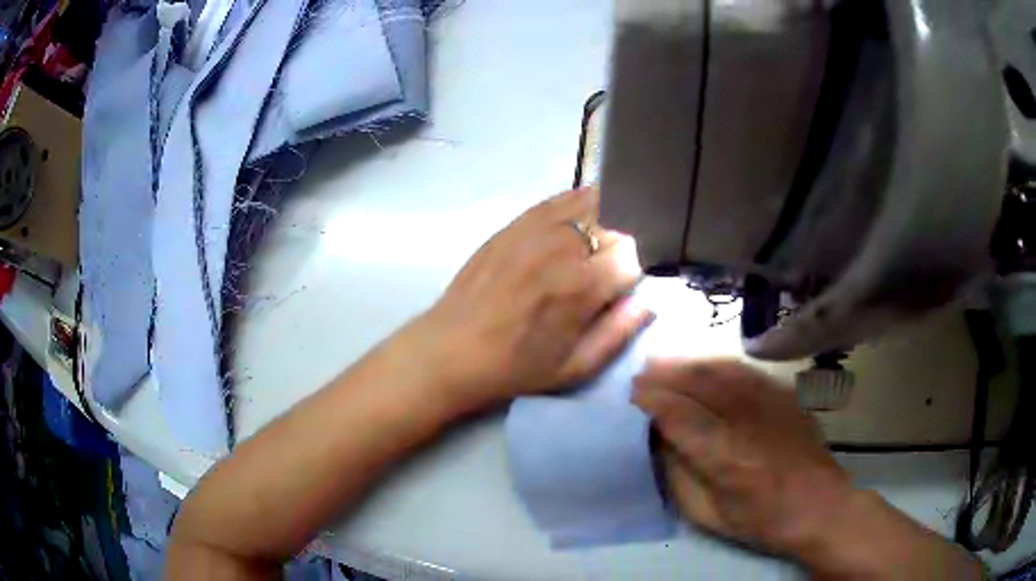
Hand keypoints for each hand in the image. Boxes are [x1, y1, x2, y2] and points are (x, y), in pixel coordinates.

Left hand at [409, 188, 649, 412]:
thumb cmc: (516, 367)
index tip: (622, 288)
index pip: (632, 256)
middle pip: (616, 224)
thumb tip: (648, 300)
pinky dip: (578, 203)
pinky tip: (578, 220)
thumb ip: (619, 332)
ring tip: (597, 242)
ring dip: (605, 218)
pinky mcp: (515, 222)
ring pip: (591, 201)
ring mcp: (536, 227)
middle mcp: (563, 246)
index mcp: (582, 286)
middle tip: (607, 269)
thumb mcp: (575, 368)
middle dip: (621, 245)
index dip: (633, 273)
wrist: (452, 349)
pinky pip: (559, 198)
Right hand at [632, 360, 851, 556]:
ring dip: (690, 361)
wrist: (819, 506)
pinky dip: (719, 362)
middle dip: (667, 372)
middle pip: (701, 382)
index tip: (633, 393)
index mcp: (726, 457)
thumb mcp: (710, 514)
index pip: (681, 416)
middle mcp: (748, 421)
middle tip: (642, 370)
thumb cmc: (761, 520)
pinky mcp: (786, 396)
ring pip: (723, 369)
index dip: (653, 400)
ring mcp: (771, 403)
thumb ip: (680, 477)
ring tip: (666, 359)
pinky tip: (706, 363)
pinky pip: (747, 370)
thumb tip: (661, 442)